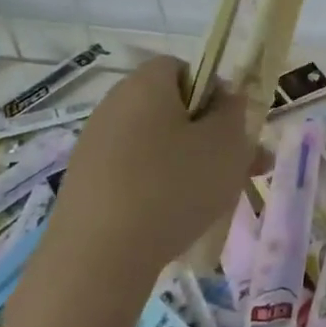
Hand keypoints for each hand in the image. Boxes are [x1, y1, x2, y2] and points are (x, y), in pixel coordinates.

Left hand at [44, 55, 255, 288]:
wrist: (97, 258)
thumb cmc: (172, 186)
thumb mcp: (226, 144)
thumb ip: (234, 112)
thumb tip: (227, 98)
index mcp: (145, 84)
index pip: (183, 68)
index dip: (213, 91)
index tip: (231, 125)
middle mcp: (114, 106)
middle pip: (171, 110)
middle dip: (209, 135)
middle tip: (241, 167)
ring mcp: (94, 147)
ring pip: (156, 146)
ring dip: (189, 165)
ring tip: (218, 200)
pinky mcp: (85, 186)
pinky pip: (135, 175)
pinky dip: (159, 189)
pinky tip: (178, 220)